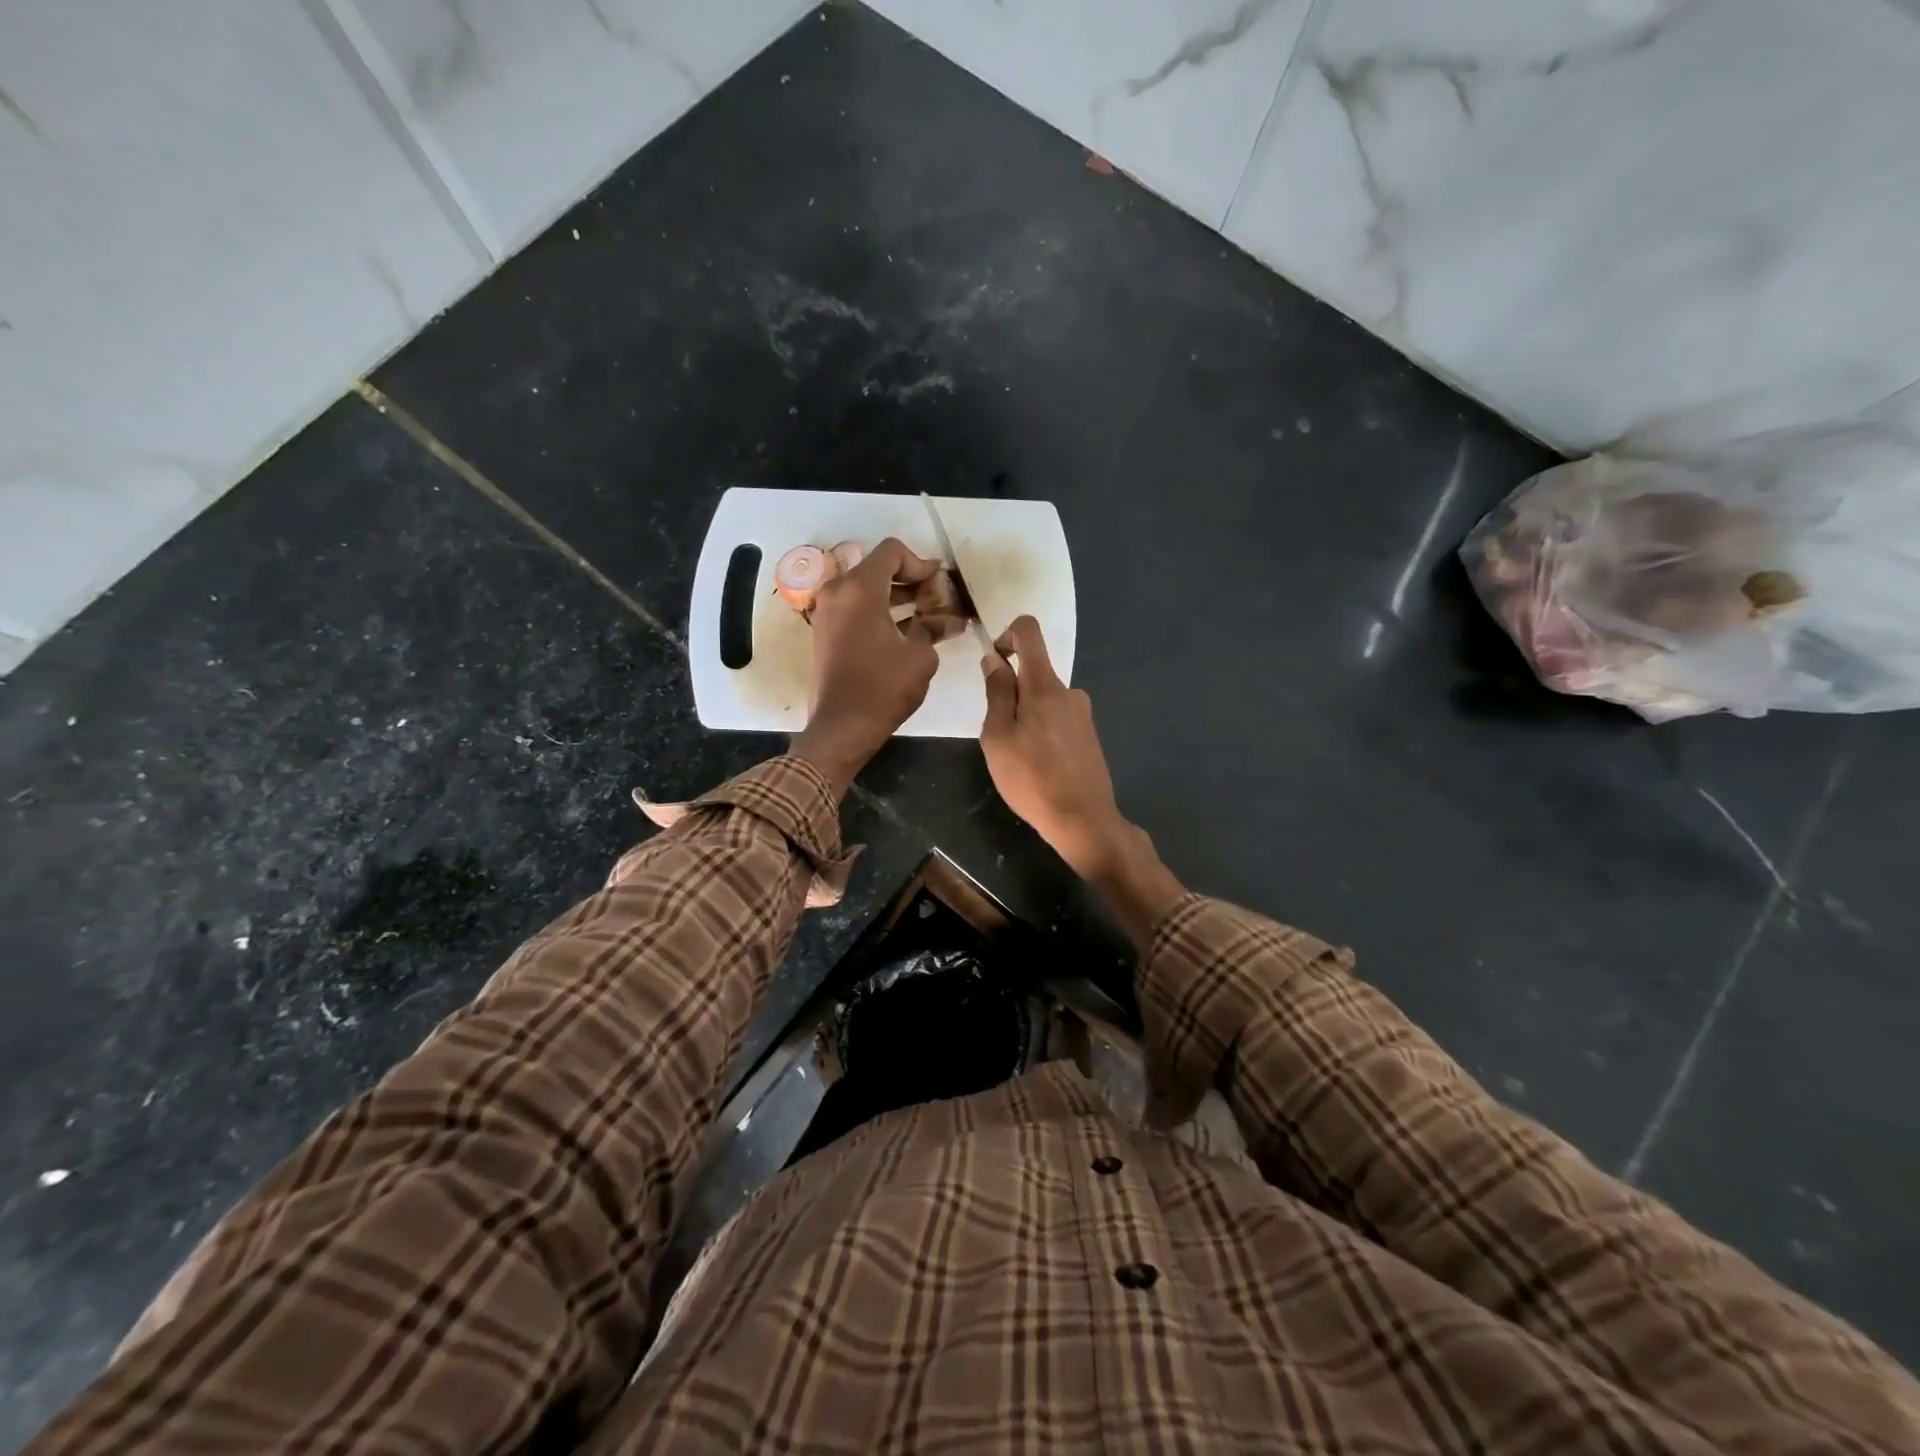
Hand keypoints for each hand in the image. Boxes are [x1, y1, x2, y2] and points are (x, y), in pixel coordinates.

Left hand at [791, 537, 963, 795]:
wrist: (842, 727)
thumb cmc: (884, 687)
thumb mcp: (920, 656)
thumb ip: (934, 628)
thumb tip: (951, 620)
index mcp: (860, 588)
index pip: (892, 551)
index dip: (920, 563)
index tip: (938, 585)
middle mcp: (837, 592)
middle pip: (877, 568)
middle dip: (909, 580)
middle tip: (936, 599)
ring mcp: (826, 612)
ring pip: (864, 589)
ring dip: (895, 597)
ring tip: (926, 616)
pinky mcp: (824, 633)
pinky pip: (854, 608)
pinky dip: (878, 611)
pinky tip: (903, 631)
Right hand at [979, 616, 1127, 876]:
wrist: (1083, 819)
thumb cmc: (1031, 778)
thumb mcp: (998, 737)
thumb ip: (997, 693)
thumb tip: (994, 659)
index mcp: (1044, 685)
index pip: (1029, 631)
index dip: (1006, 636)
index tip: (994, 665)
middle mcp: (1069, 691)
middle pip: (1034, 671)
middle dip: (1011, 692)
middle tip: (1000, 735)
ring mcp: (1082, 713)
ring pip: (1044, 700)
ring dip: (1025, 716)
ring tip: (1018, 757)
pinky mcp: (1089, 735)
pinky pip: (1057, 719)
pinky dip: (1041, 731)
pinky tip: (1038, 766)